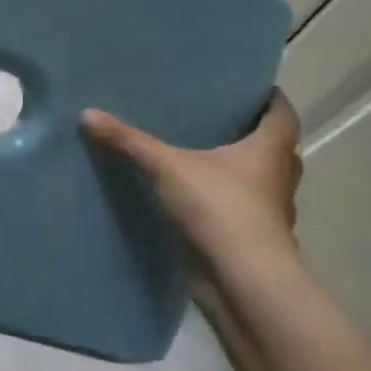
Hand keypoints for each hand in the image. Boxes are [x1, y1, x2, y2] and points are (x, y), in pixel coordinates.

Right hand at [81, 92, 303, 286]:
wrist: (241, 280)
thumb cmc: (219, 208)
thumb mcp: (166, 167)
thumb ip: (129, 141)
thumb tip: (88, 113)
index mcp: (270, 149)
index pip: (282, 113)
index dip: (269, 99)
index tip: (247, 89)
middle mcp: (278, 177)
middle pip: (276, 148)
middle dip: (252, 135)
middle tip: (216, 121)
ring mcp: (270, 213)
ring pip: (261, 183)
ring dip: (241, 173)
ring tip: (202, 160)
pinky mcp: (253, 240)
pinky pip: (243, 213)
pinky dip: (226, 205)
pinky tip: (197, 202)